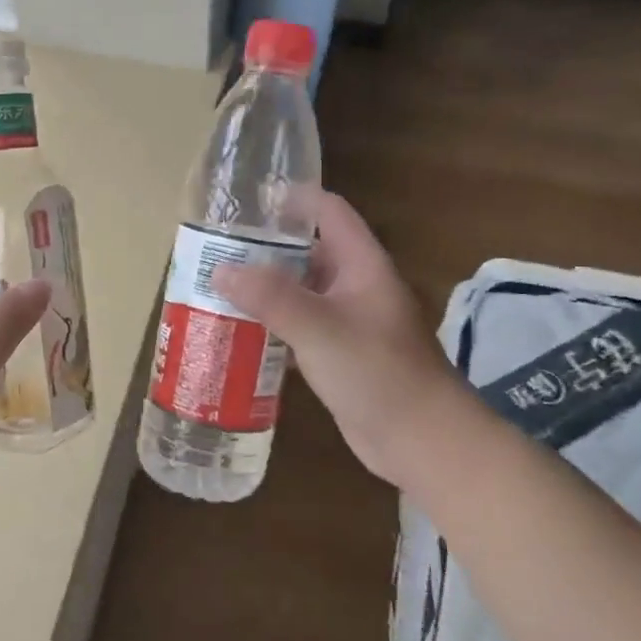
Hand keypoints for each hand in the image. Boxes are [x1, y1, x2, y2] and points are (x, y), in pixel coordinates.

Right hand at [213, 190, 462, 488]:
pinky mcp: (339, 355)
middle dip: (266, 249)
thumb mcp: (320, 328)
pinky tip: (239, 332)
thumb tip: (220, 269)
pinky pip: (300, 328)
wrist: (423, 441)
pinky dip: (272, 325)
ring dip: (265, 290)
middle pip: (308, 252)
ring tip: (218, 287)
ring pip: (301, 292)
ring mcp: (349, 322)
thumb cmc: (378, 373)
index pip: (329, 212)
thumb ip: (270, 296)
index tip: (249, 201)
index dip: (294, 199)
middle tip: (218, 250)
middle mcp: (356, 286)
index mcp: (362, 265)